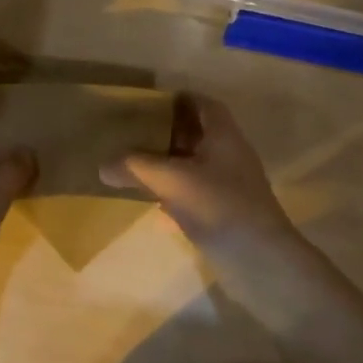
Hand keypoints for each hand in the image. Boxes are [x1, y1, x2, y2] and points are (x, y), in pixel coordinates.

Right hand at [103, 94, 340, 328]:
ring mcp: (230, 186)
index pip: (203, 104)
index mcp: (224, 135)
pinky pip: (196, 193)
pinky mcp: (226, 213)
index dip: (179, 100)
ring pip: (195, 165)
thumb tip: (102, 165)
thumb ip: (135, 167)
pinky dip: (175, 193)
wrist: (260, 262)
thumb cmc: (219, 206)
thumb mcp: (171, 181)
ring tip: (136, 165)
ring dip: (170, 164)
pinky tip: (154, 205)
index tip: (148, 103)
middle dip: (168, 132)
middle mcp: (230, 154)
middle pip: (198, 134)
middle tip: (134, 133)